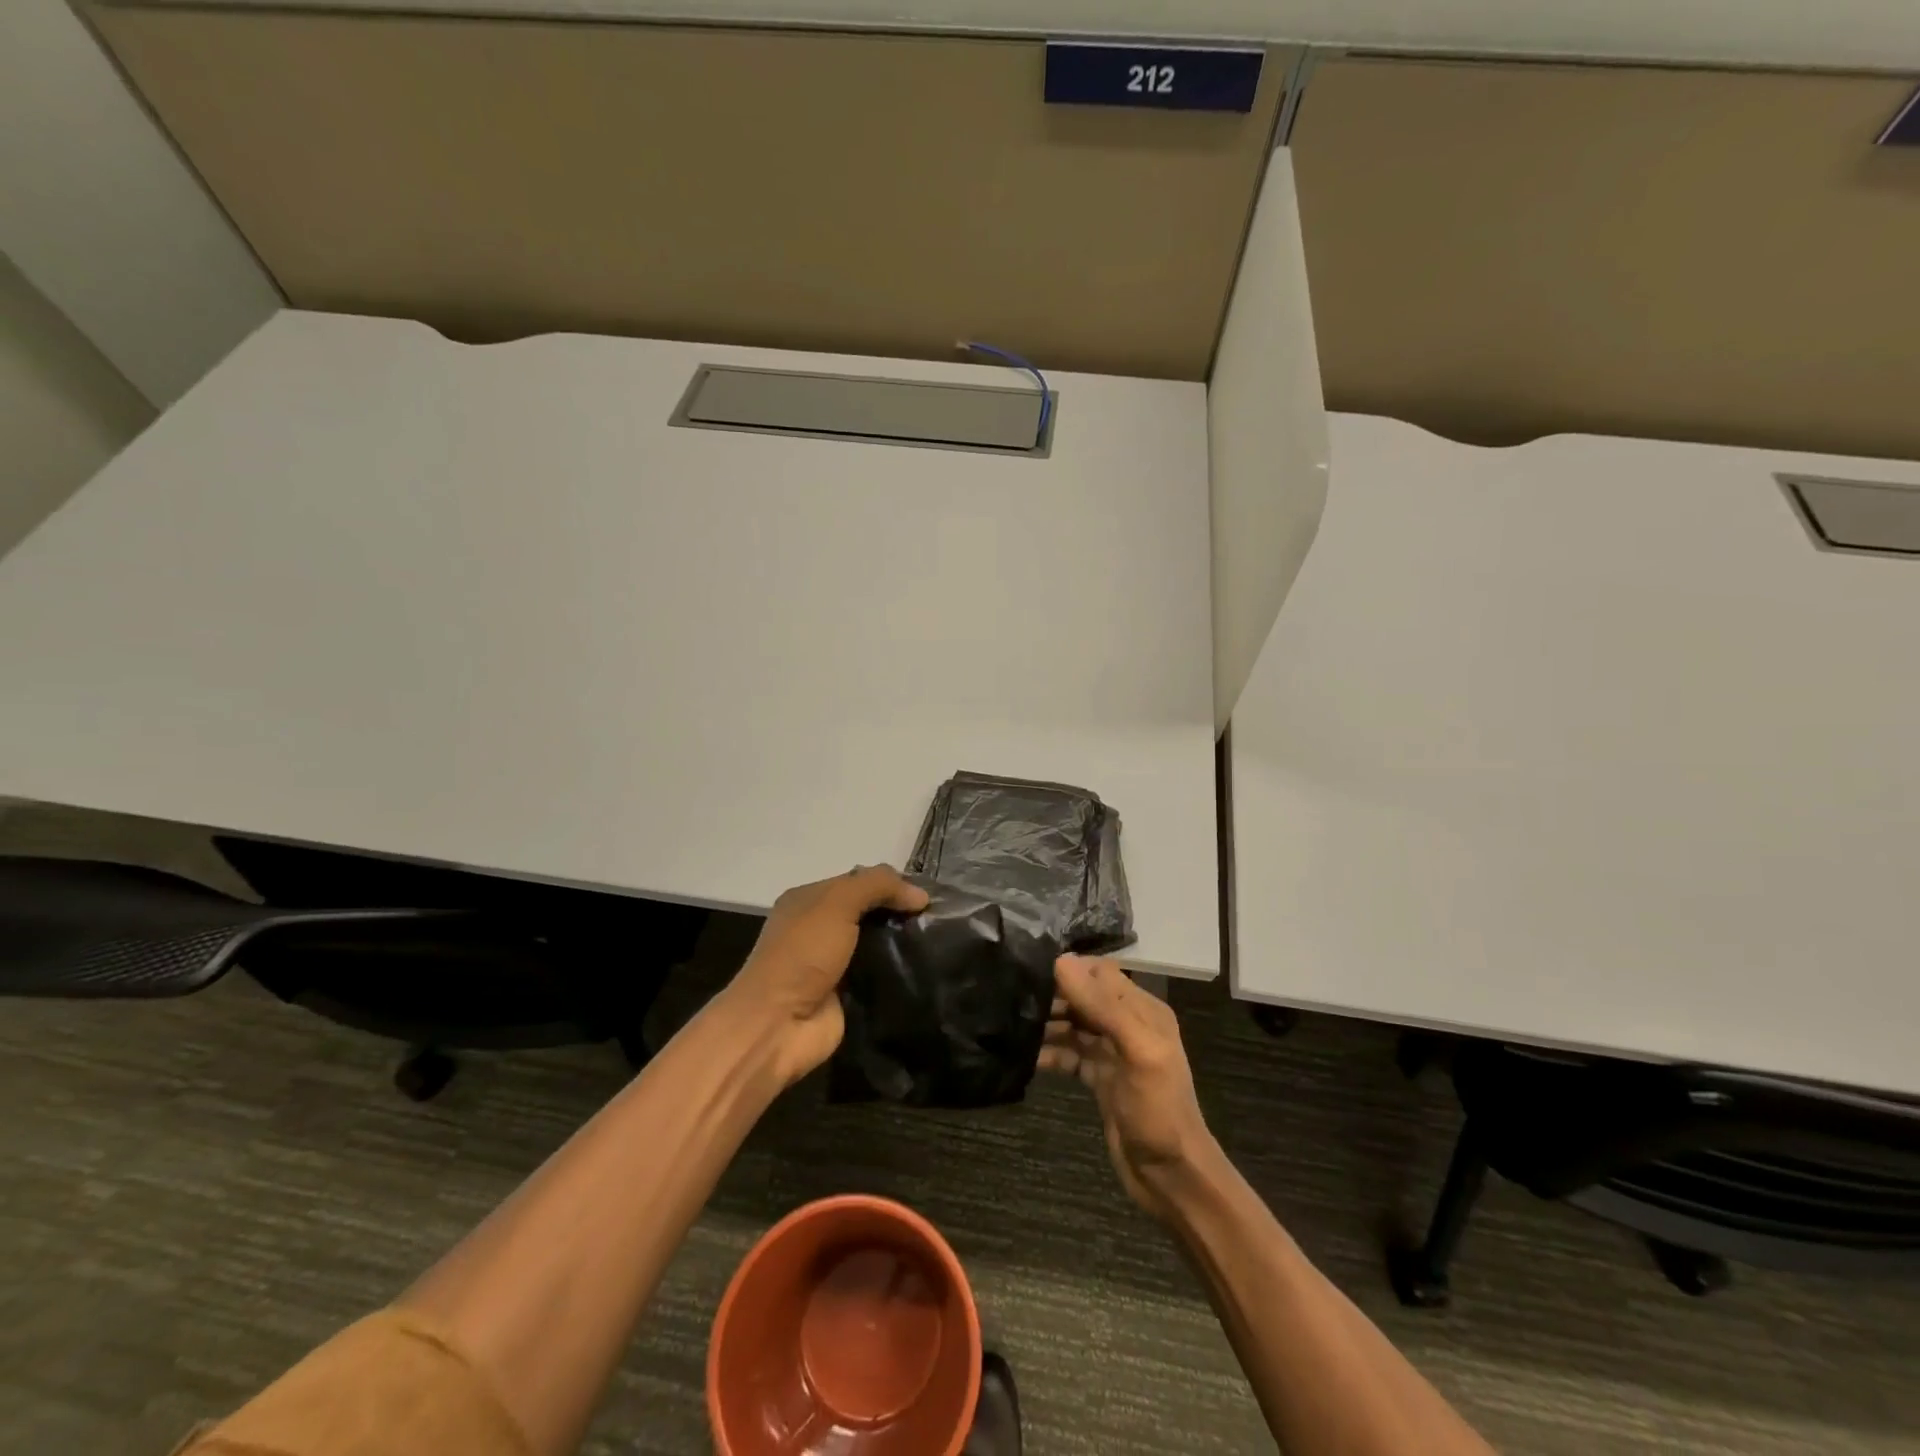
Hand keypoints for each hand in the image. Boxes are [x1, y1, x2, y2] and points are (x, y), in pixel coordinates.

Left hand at [720, 865, 928, 1086]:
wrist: (777, 1025)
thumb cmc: (801, 954)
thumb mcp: (837, 904)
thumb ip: (877, 887)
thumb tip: (920, 895)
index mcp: (809, 900)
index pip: (858, 881)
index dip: (891, 884)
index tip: (927, 895)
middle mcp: (819, 928)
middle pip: (868, 912)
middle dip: (899, 914)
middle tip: (938, 919)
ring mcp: (832, 963)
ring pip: (876, 945)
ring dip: (901, 944)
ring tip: (939, 943)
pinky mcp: (846, 994)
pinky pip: (878, 976)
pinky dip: (897, 973)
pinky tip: (925, 970)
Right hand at [1039, 955, 1217, 1221]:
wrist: (1171, 1177)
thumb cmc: (1158, 1110)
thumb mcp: (1137, 1051)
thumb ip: (1103, 1006)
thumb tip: (1061, 961)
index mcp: (1143, 1011)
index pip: (1101, 974)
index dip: (1069, 969)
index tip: (1031, 969)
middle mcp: (1128, 1025)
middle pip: (1084, 997)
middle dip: (1053, 995)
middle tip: (1013, 996)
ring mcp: (1113, 1053)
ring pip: (1074, 1025)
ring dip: (1047, 1023)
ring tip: (1011, 1022)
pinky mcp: (1100, 1079)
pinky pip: (1070, 1054)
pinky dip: (1049, 1052)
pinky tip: (1023, 1056)